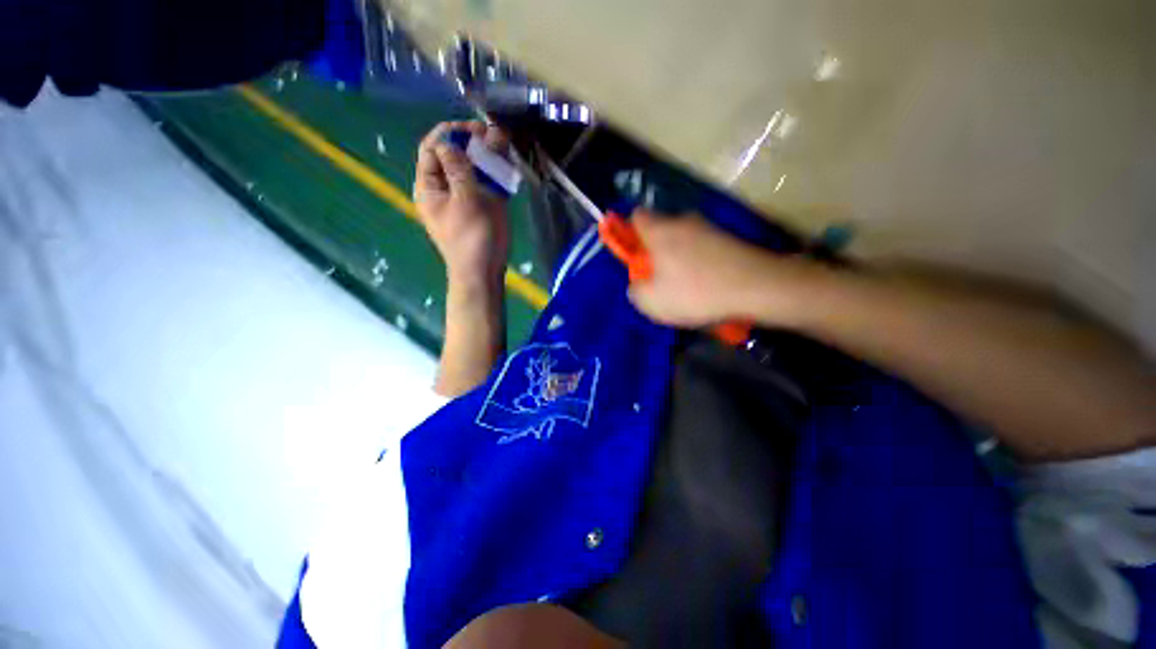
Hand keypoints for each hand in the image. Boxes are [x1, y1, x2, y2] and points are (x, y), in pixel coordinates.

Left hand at [414, 121, 510, 286]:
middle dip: (471, 142)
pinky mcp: (480, 207)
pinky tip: (505, 165)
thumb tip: (449, 143)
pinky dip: (494, 173)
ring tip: (502, 145)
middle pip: (453, 156)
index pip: (432, 149)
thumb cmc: (472, 238)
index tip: (473, 128)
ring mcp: (463, 198)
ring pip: (471, 169)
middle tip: (492, 136)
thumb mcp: (465, 201)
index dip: (450, 133)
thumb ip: (458, 169)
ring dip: (485, 156)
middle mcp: (444, 188)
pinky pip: (484, 184)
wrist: (483, 272)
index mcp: (430, 187)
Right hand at [627, 210, 809, 327]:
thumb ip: (636, 290)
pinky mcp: (729, 238)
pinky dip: (699, 262)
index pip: (636, 216)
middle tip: (658, 276)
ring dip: (678, 257)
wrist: (756, 287)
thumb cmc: (695, 292)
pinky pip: (702, 248)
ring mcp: (709, 228)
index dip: (630, 232)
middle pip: (660, 228)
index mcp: (660, 231)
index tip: (633, 254)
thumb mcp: (652, 301)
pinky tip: (705, 284)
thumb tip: (637, 284)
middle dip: (655, 249)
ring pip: (683, 239)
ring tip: (684, 285)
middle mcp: (683, 221)